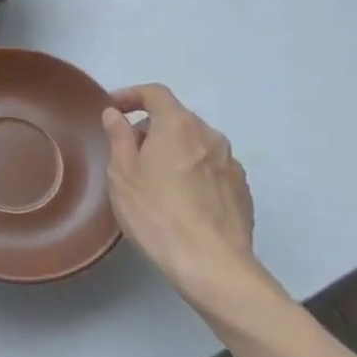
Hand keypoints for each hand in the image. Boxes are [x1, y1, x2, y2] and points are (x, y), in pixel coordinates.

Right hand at [101, 85, 280, 316]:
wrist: (211, 263)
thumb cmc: (156, 213)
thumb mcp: (122, 173)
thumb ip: (119, 136)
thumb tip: (116, 114)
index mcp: (178, 125)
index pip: (155, 93)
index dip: (132, 95)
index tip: (114, 109)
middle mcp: (210, 135)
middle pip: (176, 119)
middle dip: (151, 129)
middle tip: (129, 154)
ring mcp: (231, 163)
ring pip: (195, 145)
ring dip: (174, 152)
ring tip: (156, 182)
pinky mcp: (242, 189)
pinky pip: (211, 169)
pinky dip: (193, 173)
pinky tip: (182, 202)